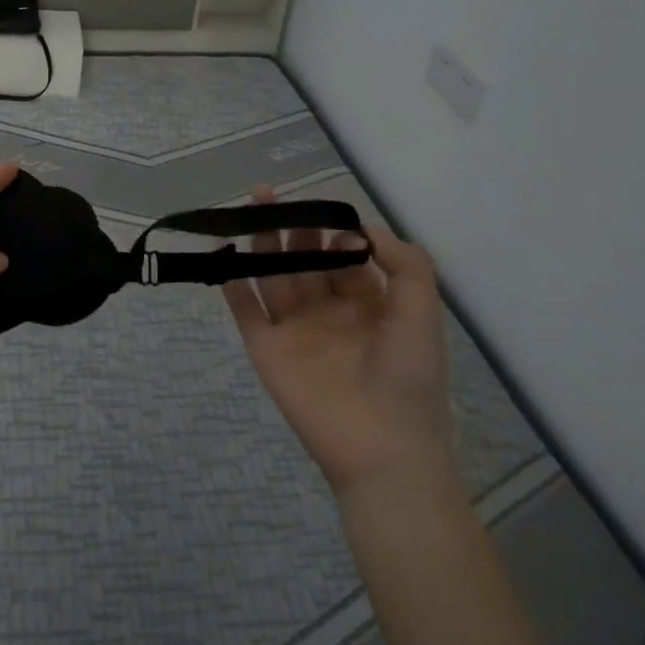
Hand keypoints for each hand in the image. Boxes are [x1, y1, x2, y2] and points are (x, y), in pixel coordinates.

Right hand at [222, 187, 454, 492]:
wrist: (382, 449)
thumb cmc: (408, 377)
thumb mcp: (421, 311)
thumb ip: (404, 263)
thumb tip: (362, 228)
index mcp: (366, 305)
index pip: (343, 257)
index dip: (333, 232)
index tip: (323, 213)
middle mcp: (327, 312)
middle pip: (303, 260)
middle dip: (291, 228)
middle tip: (271, 195)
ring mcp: (294, 330)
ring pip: (273, 276)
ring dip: (262, 244)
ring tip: (251, 210)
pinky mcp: (266, 348)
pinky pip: (244, 308)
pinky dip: (231, 279)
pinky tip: (222, 249)